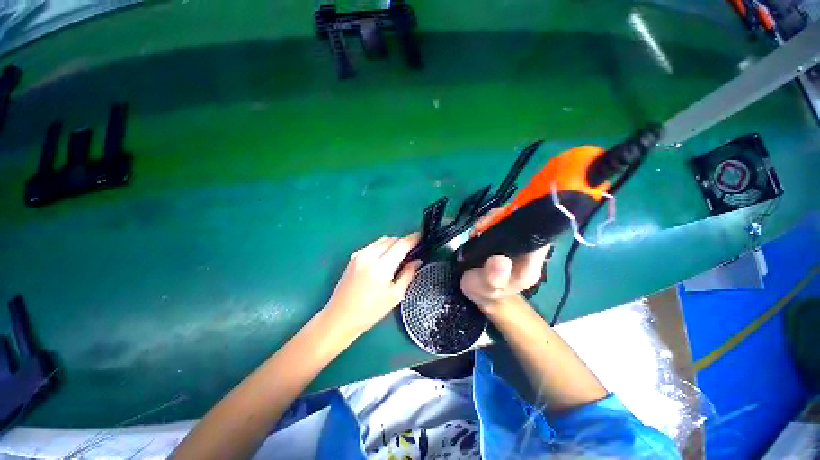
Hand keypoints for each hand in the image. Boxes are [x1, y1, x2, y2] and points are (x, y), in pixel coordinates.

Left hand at [324, 233, 420, 337]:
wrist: (340, 317)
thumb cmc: (370, 311)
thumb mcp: (395, 295)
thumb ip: (408, 274)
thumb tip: (417, 261)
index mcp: (381, 267)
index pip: (401, 245)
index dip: (413, 239)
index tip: (422, 236)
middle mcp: (369, 255)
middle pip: (392, 239)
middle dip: (404, 241)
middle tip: (413, 250)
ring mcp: (360, 254)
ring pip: (382, 240)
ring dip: (394, 243)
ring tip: (400, 254)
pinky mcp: (354, 256)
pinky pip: (373, 245)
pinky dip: (383, 246)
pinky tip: (386, 257)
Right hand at [460, 211, 550, 310]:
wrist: (480, 292)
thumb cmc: (485, 292)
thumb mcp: (485, 288)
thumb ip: (493, 278)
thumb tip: (501, 260)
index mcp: (530, 264)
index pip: (539, 236)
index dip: (524, 223)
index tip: (499, 222)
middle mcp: (528, 251)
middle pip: (525, 223)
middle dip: (502, 217)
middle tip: (481, 226)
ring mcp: (517, 244)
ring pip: (512, 220)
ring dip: (493, 219)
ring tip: (477, 229)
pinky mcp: (506, 240)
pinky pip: (501, 223)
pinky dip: (489, 222)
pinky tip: (478, 229)